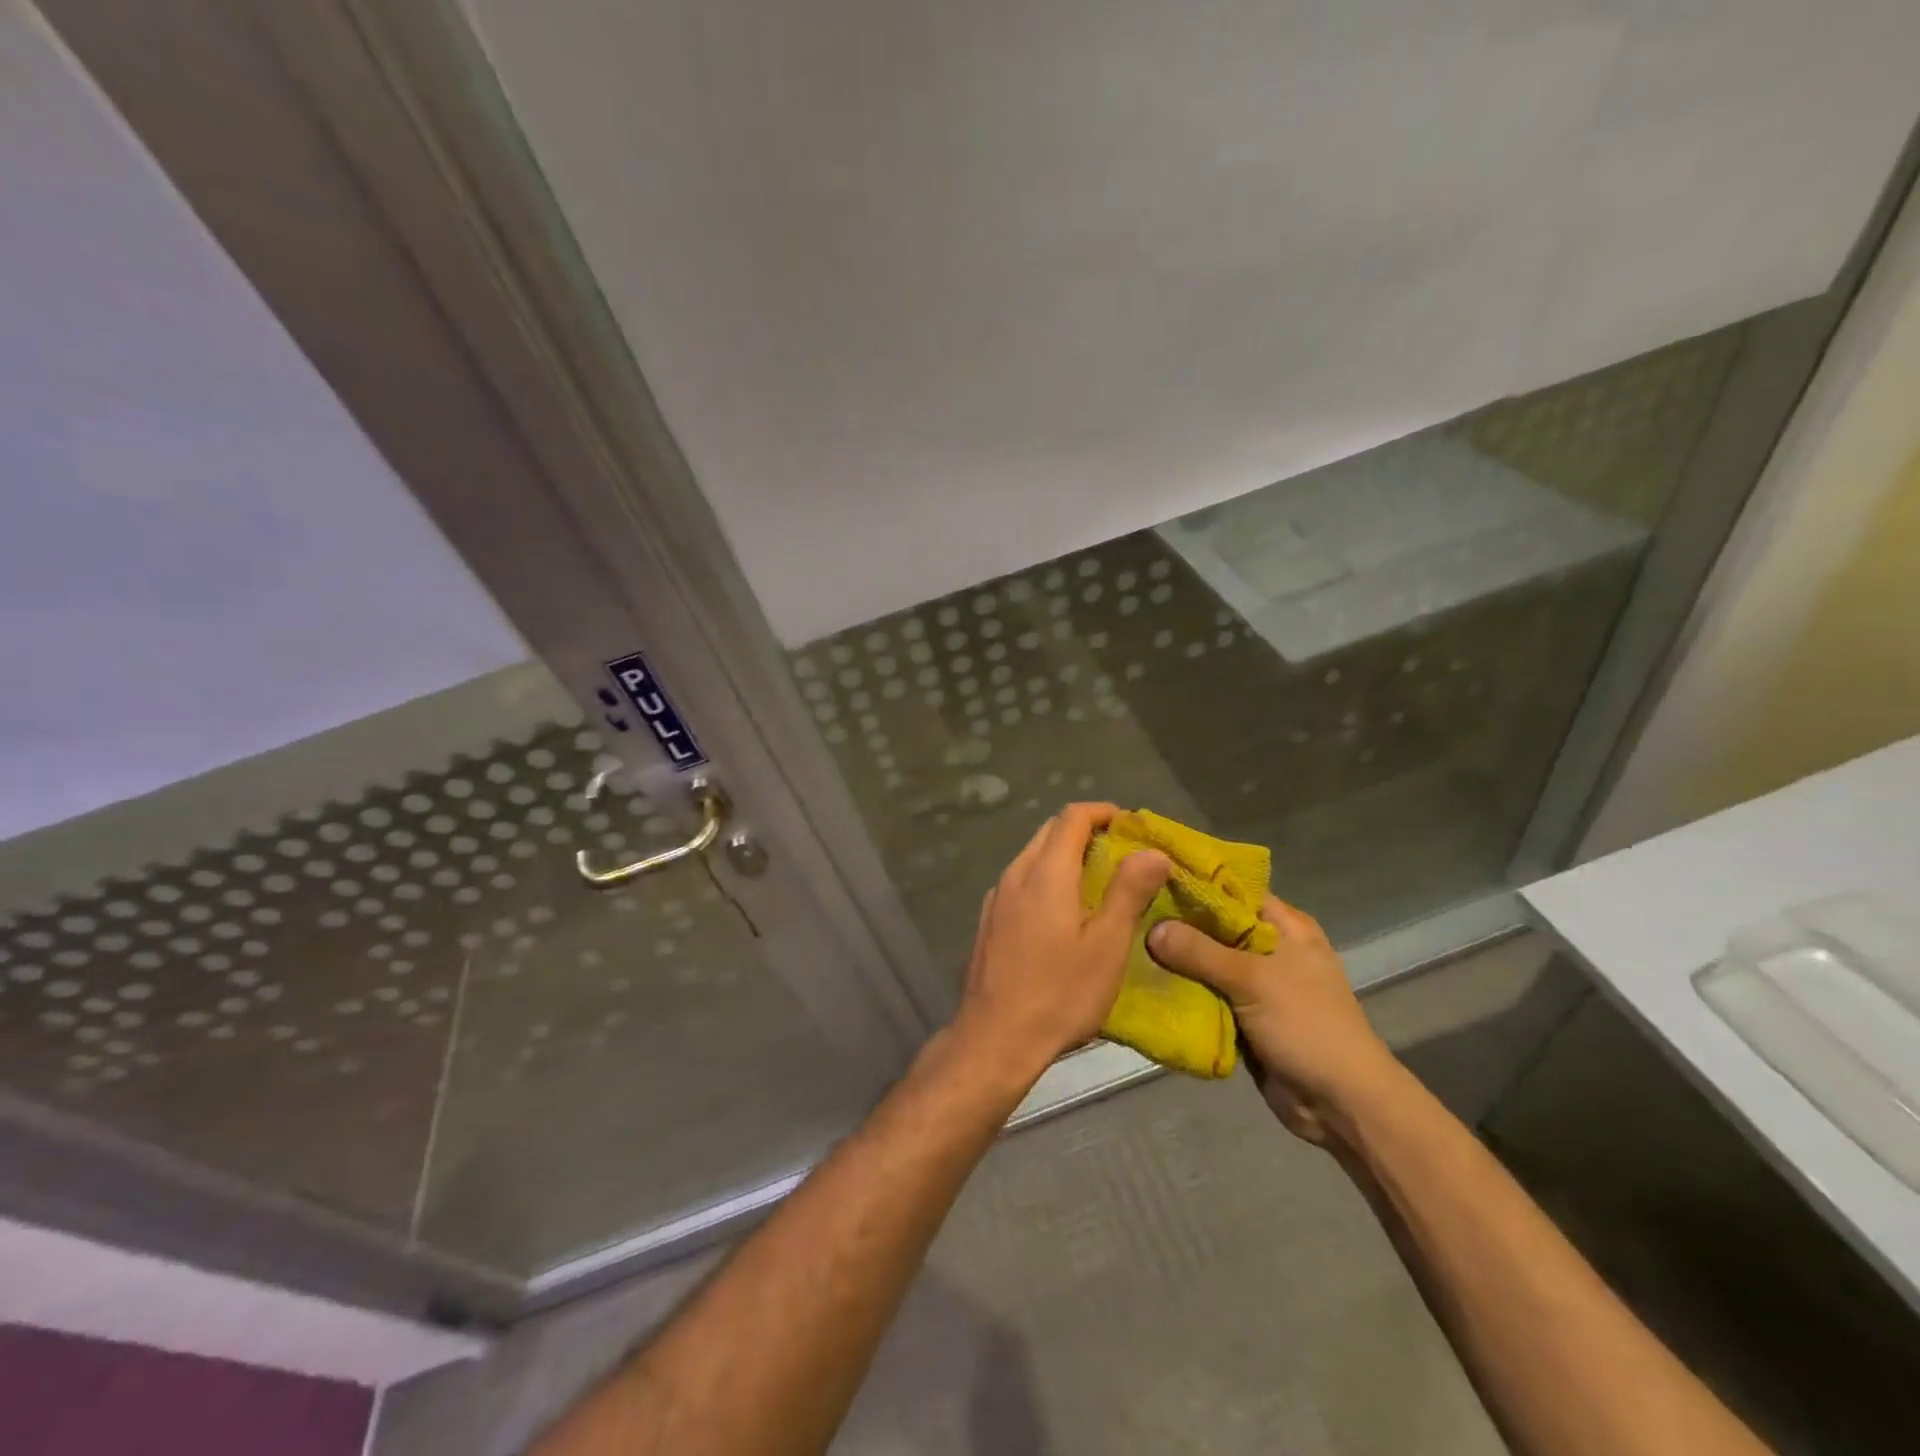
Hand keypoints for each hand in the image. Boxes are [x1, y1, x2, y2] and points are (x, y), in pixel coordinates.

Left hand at [949, 803, 1169, 1092]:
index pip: (1072, 816)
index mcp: (1046, 872)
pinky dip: (1046, 879)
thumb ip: (1129, 891)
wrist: (995, 1038)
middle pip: (1050, 832)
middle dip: (1085, 832)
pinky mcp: (988, 921)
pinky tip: (1062, 913)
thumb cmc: (1060, 993)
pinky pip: (1021, 882)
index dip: (1103, 812)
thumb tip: (1152, 850)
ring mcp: (997, 897)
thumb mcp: (1107, 945)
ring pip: (1032, 857)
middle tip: (1121, 854)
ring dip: (1064, 856)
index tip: (1130, 826)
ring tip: (1097, 883)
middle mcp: (1016, 874)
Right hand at [1148, 898, 1400, 1143]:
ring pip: (1206, 961)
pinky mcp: (1243, 1014)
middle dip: (1176, 922)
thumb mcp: (1253, 980)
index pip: (1232, 889)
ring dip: (1174, 959)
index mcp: (1284, 926)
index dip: (1193, 881)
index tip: (1148, 875)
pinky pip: (1205, 993)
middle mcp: (1269, 947)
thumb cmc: (1307, 1026)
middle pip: (1214, 925)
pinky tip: (1143, 980)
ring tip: (1126, 942)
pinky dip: (1181, 989)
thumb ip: (1200, 951)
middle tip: (1129, 911)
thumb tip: (1151, 928)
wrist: (1340, 1104)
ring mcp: (1256, 983)